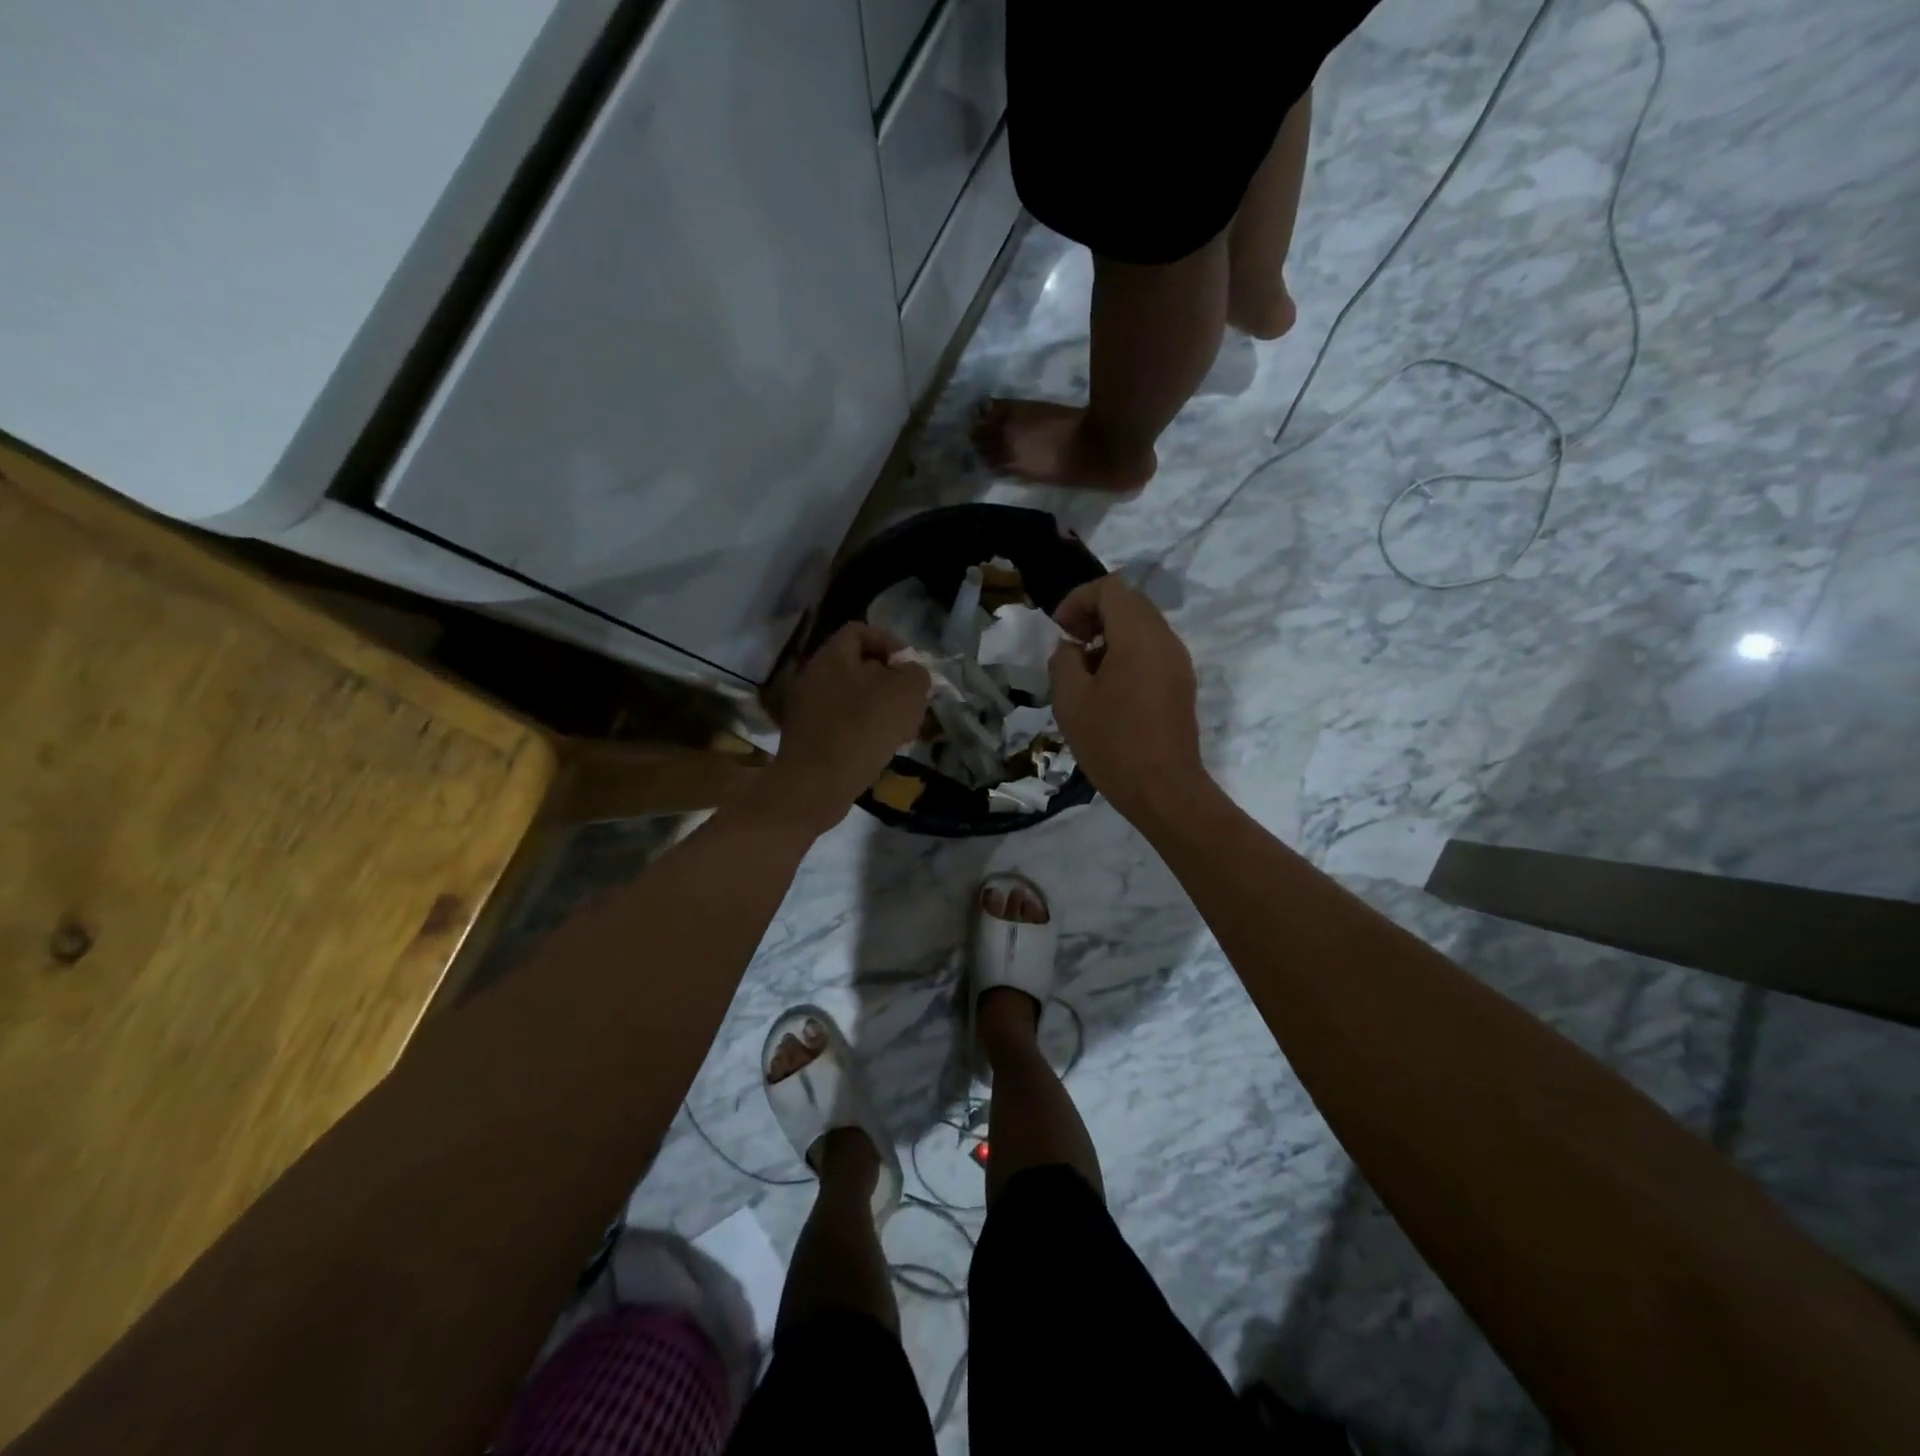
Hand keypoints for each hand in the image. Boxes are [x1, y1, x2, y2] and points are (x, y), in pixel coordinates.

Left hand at [755, 623, 930, 834]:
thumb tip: (911, 674)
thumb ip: (915, 673)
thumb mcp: (905, 693)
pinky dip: (865, 730)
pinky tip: (883, 749)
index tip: (911, 669)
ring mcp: (808, 708)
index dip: (890, 643)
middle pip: (860, 667)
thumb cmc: (862, 730)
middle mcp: (814, 676)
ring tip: (904, 730)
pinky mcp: (809, 737)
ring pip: (854, 698)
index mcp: (832, 656)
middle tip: (913, 703)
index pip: (861, 631)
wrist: (816, 785)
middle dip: (892, 683)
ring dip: (882, 709)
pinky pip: (844, 723)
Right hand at [1049, 575, 1208, 825]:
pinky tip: (1108, 687)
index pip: (1111, 589)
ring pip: (1143, 625)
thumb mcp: (1070, 700)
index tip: (1060, 629)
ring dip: (1111, 634)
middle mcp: (1165, 640)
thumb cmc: (1112, 743)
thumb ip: (1064, 661)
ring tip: (1085, 668)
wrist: (1163, 789)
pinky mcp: (1181, 683)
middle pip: (1130, 602)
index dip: (1079, 599)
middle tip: (1070, 642)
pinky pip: (1153, 649)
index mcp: (1138, 637)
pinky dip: (1127, 652)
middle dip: (1095, 613)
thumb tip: (1071, 648)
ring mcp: (1178, 662)